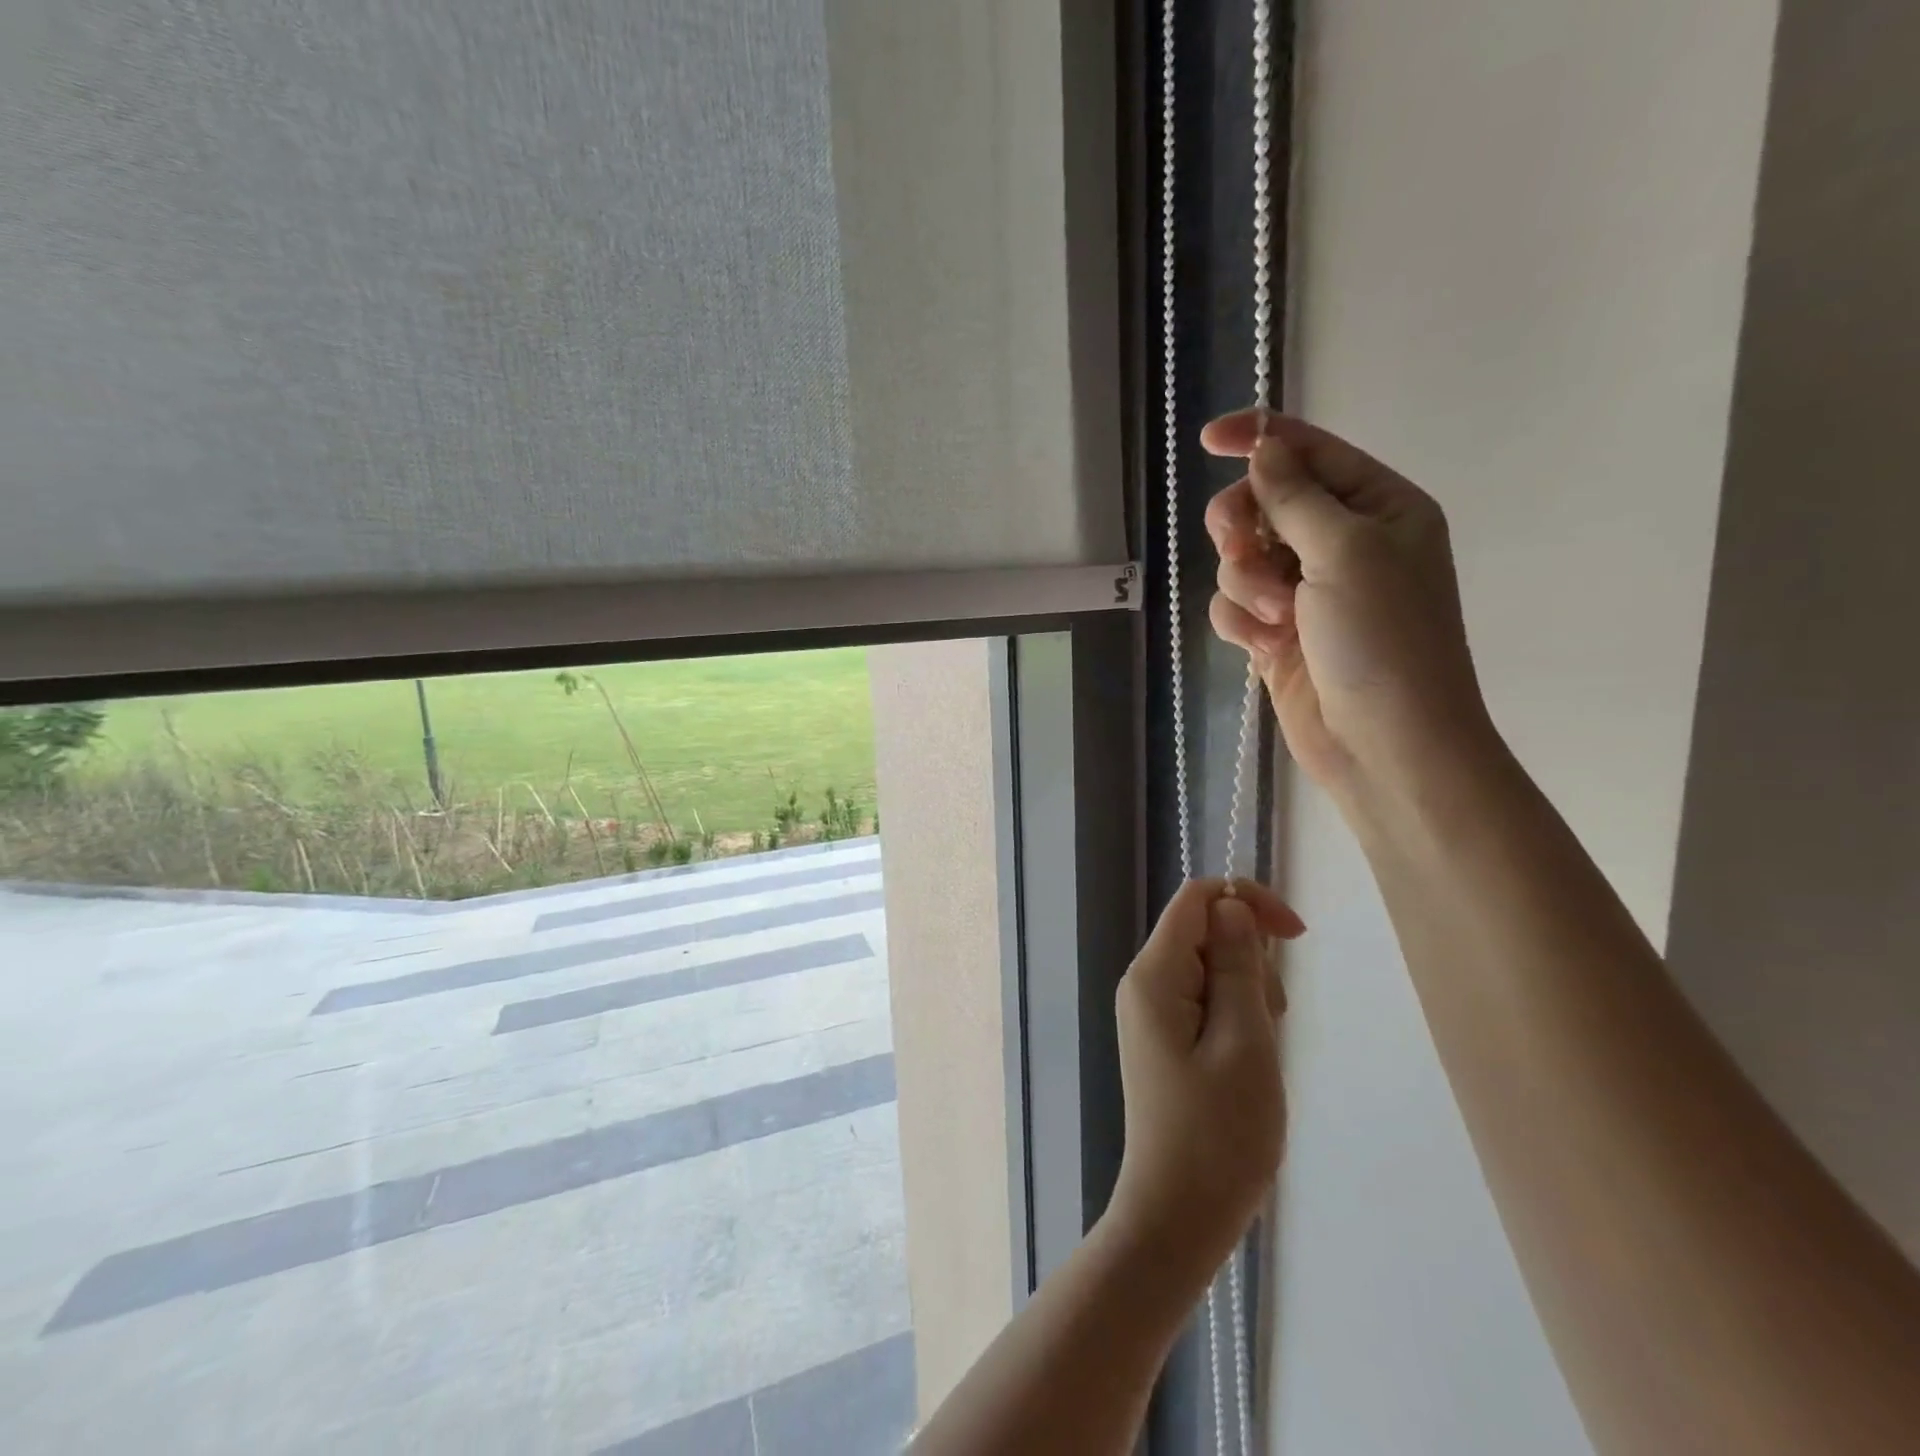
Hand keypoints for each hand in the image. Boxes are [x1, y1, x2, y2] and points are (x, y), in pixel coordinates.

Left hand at [1107, 878, 1304, 1275]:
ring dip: (1249, 995)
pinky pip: (1207, 1001)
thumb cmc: (1219, 1133)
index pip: (1196, 898)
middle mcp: (1145, 983)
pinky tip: (1248, 1061)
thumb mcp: (1245, 1041)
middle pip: (1206, 932)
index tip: (1296, 936)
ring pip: (1213, 967)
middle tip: (1268, 1023)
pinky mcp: (1166, 1037)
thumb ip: (1238, 965)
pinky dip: (1238, 1018)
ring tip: (1257, 1053)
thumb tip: (1230, 906)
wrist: (1179, 1214)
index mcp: (1154, 975)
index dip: (1246, 901)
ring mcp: (1153, 1011)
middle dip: (1251, 962)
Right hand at [1202, 411, 1489, 790]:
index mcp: (1378, 508)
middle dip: (1243, 525)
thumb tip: (1264, 449)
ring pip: (1241, 558)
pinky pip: (1234, 605)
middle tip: (1239, 545)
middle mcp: (1342, 543)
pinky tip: (1263, 645)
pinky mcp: (1278, 633)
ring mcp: (1307, 591)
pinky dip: (1240, 621)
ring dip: (1245, 583)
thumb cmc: (1383, 637)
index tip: (1208, 440)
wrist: (1383, 742)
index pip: (1310, 452)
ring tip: (1273, 616)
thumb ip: (1296, 496)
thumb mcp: (1345, 550)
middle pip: (1264, 504)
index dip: (1260, 439)